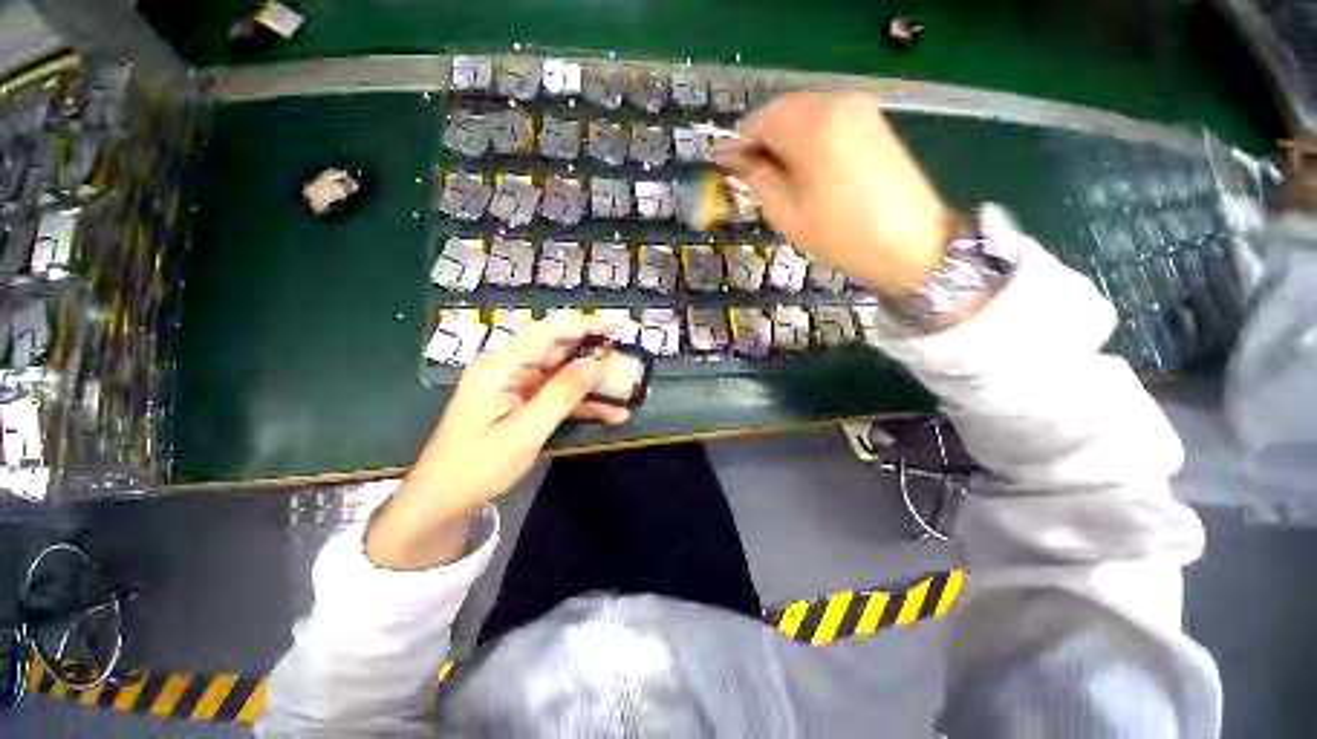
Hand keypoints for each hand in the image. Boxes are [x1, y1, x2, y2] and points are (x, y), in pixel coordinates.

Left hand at [366, 316, 628, 569]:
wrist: (445, 500)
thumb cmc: (477, 466)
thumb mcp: (524, 432)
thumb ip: (560, 395)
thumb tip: (594, 364)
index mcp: (499, 367)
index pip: (547, 334)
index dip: (584, 325)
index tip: (617, 323)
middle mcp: (508, 368)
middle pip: (557, 350)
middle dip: (593, 353)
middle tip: (626, 356)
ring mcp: (516, 386)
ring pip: (562, 374)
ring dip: (592, 383)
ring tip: (626, 387)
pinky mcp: (523, 402)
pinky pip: (557, 396)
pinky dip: (582, 403)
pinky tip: (611, 413)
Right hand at [718, 92, 953, 299]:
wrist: (911, 244)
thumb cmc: (842, 237)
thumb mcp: (788, 216)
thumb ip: (759, 180)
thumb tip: (738, 161)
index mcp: (812, 128)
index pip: (759, 122)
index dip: (740, 147)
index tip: (732, 171)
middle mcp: (836, 104)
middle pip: (781, 111)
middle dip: (764, 141)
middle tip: (758, 178)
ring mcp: (859, 107)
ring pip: (804, 112)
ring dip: (785, 139)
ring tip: (784, 177)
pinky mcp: (873, 118)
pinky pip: (826, 117)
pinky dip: (809, 136)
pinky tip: (810, 167)